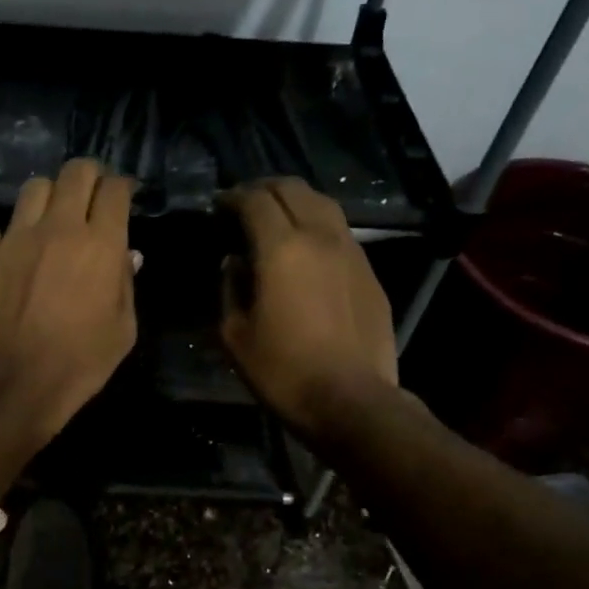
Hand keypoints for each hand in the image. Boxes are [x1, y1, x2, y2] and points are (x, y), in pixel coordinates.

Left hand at [0, 159, 138, 443]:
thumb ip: (126, 284)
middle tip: (88, 197)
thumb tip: (126, 256)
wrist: (12, 385)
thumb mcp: (122, 331)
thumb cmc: (79, 364)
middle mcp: (58, 228)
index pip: (115, 190)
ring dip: (47, 199)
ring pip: (33, 189)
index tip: (120, 198)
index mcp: (101, 245)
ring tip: (47, 221)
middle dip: (88, 177)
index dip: (120, 188)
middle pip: (75, 172)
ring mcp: (14, 238)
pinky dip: (6, 240)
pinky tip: (9, 262)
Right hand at [219, 178, 400, 437]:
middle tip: (244, 205)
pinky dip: (317, 227)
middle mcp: (320, 237)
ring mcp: (351, 252)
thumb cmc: (282, 371)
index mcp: (281, 249)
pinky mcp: (369, 272)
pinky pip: (340, 232)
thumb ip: (229, 288)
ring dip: (295, 202)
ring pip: (323, 204)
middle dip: (264, 189)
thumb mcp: (235, 334)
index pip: (255, 200)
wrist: (350, 400)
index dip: (233, 197)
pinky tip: (306, 250)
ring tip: (276, 219)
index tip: (218, 206)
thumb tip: (233, 262)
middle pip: (293, 189)